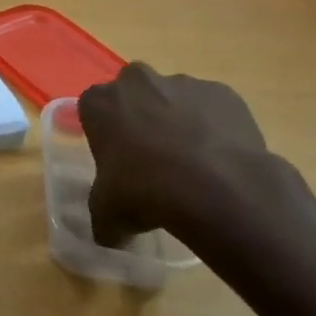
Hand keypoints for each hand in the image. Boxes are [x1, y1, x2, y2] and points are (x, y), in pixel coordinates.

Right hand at [78, 64, 269, 246]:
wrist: (216, 188)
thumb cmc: (143, 192)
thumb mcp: (107, 213)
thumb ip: (102, 214)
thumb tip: (109, 234)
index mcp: (100, 102)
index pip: (92, 107)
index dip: (104, 131)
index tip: (114, 156)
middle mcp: (138, 82)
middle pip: (133, 92)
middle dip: (140, 115)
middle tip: (150, 155)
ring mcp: (184, 83)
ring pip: (175, 98)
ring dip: (178, 120)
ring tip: (191, 163)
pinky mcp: (223, 92)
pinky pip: (212, 108)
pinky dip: (212, 126)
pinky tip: (218, 159)